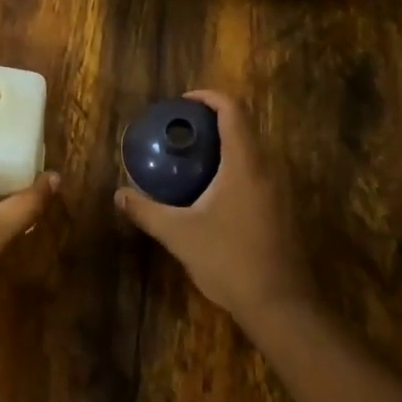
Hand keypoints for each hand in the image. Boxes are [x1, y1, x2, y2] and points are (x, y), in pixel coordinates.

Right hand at [114, 90, 314, 327]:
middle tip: (182, 129)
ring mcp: (279, 189)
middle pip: (244, 126)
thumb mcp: (179, 234)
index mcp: (244, 163)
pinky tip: (212, 190)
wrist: (279, 304)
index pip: (232, 110)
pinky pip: (257, 171)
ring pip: (252, 150)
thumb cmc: (229, 260)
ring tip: (192, 156)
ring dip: (225, 144)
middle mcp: (267, 167)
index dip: (208, 97)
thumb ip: (147, 211)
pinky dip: (235, 166)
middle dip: (213, 120)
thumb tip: (119, 194)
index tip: (183, 102)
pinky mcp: (282, 208)